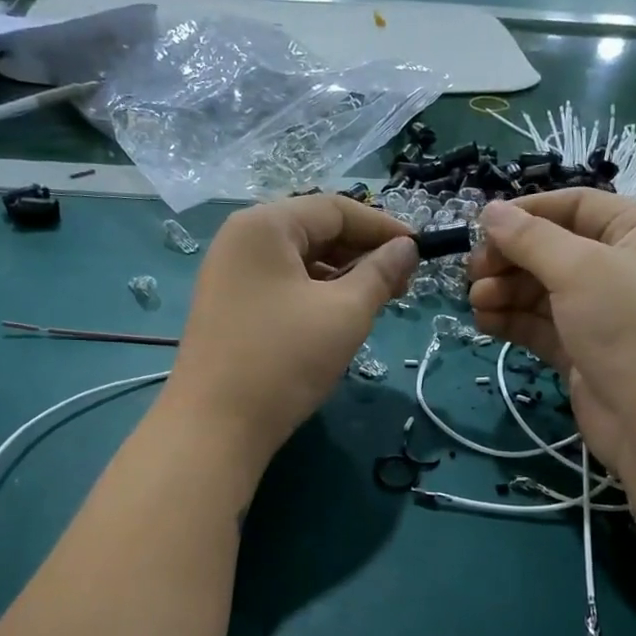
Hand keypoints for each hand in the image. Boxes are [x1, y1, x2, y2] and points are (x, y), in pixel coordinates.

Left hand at [163, 194, 415, 469]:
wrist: (215, 427)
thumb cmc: (284, 360)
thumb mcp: (345, 313)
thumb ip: (380, 273)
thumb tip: (406, 248)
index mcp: (264, 225)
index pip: (335, 209)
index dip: (383, 227)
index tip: (420, 252)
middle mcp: (240, 239)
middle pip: (314, 231)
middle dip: (362, 253)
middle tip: (402, 284)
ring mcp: (230, 275)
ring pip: (299, 262)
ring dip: (342, 277)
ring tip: (376, 304)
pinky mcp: (229, 307)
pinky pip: (282, 286)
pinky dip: (315, 295)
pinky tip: (338, 319)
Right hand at [467, 192, 635, 482]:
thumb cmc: (630, 327)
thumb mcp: (580, 269)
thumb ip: (530, 239)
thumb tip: (489, 211)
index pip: (576, 206)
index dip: (528, 212)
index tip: (482, 225)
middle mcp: (621, 268)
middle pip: (553, 250)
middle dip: (510, 258)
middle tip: (473, 272)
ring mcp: (601, 313)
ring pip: (542, 291)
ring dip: (505, 291)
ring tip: (475, 301)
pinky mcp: (582, 351)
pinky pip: (540, 326)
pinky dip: (512, 321)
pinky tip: (484, 322)